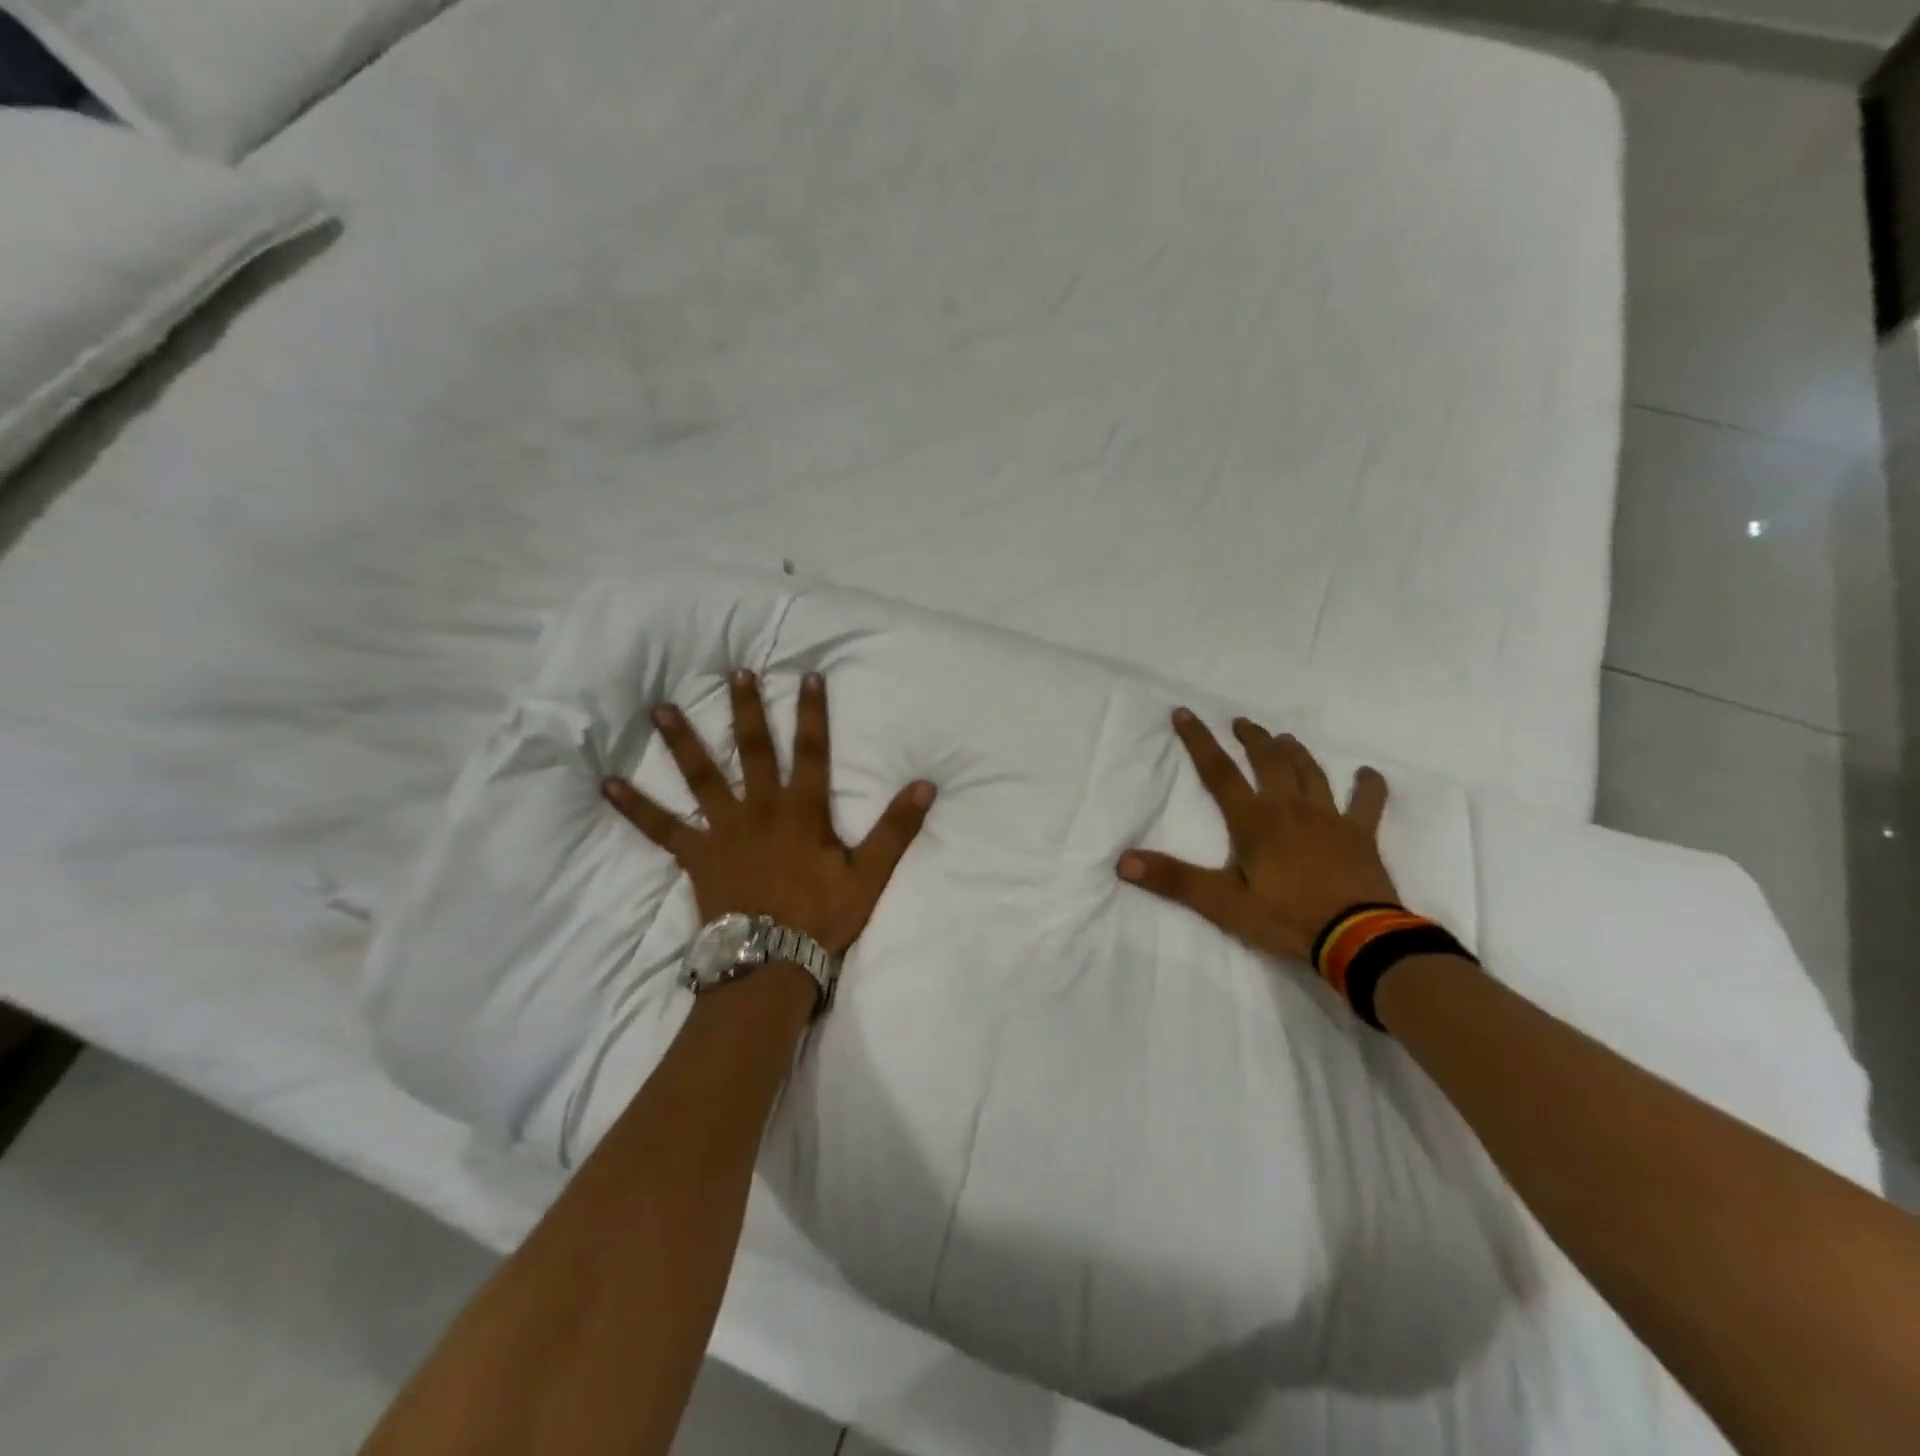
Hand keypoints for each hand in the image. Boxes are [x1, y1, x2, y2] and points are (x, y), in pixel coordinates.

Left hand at [602, 670, 935, 956]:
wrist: (770, 961)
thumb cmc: (822, 917)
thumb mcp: (869, 874)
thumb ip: (896, 828)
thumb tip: (926, 785)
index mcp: (802, 810)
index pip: (813, 751)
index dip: (813, 713)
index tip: (808, 675)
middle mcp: (760, 808)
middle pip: (754, 750)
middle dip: (747, 710)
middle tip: (735, 673)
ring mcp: (723, 830)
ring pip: (702, 776)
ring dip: (682, 740)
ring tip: (660, 708)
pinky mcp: (696, 855)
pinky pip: (661, 828)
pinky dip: (635, 807)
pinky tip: (607, 784)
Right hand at [1116, 709, 1397, 962]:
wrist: (1357, 940)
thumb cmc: (1285, 918)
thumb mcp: (1221, 903)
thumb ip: (1173, 879)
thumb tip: (1123, 861)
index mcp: (1254, 820)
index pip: (1219, 771)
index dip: (1199, 740)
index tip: (1185, 713)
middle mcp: (1290, 808)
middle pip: (1269, 761)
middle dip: (1252, 738)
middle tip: (1241, 722)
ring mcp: (1329, 818)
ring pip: (1310, 772)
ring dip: (1295, 752)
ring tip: (1284, 738)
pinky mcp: (1361, 835)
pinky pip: (1367, 802)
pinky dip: (1368, 785)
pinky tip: (1367, 773)